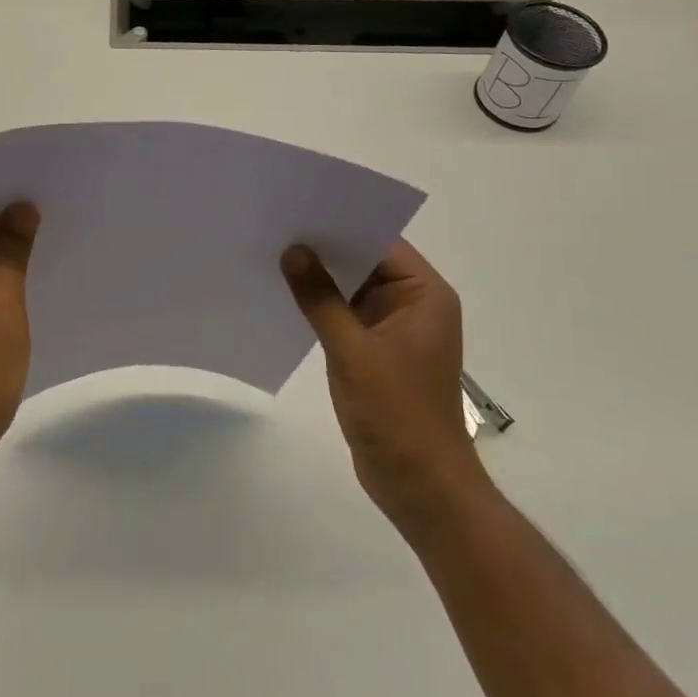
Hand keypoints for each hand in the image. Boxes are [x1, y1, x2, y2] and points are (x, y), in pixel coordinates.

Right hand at [281, 240, 483, 529]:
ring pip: (353, 290)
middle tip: (276, 228)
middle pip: (366, 263)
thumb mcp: (352, 351)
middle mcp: (414, 305)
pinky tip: (287, 297)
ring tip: (273, 255)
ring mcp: (395, 330)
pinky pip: (346, 316)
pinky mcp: (377, 354)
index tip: (298, 210)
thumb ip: (320, 298)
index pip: (381, 243)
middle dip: (324, 251)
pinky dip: (322, 307)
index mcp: (425, 295)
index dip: (341, 225)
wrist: (420, 487)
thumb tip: (292, 250)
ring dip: (320, 280)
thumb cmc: (397, 413)